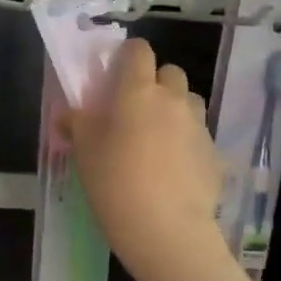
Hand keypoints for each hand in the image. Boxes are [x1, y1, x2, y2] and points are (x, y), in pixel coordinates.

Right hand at [65, 39, 227, 280]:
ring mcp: (198, 125)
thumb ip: (76, 124)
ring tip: (155, 139)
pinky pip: (197, 134)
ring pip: (187, 102)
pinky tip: (171, 169)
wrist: (166, 230)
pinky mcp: (214, 153)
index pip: (138, 50)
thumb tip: (67, 115)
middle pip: (169, 72)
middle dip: (153, 83)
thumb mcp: (84, 152)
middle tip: (134, 111)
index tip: (113, 76)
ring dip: (173, 109)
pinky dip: (185, 141)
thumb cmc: (115, 183)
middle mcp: (173, 99)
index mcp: (138, 91)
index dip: (126, 57)